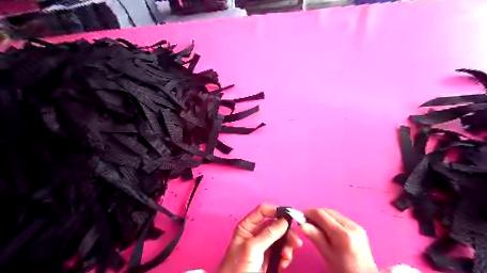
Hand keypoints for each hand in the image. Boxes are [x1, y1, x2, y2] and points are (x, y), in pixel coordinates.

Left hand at [218, 204, 302, 271]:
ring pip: (281, 238)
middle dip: (286, 232)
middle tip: (295, 241)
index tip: (289, 216)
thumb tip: (283, 220)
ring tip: (286, 257)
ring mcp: (263, 245)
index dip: (276, 211)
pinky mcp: (268, 257)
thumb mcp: (252, 248)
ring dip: (287, 246)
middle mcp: (255, 233)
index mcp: (247, 226)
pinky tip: (283, 263)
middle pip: (275, 224)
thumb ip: (268, 234)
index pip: (263, 211)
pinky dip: (285, 256)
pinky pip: (281, 250)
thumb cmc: (237, 268)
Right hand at [301, 209, 379, 272]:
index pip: (321, 214)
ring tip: (316, 226)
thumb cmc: (343, 270)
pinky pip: (340, 217)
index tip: (300, 218)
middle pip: (327, 211)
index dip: (308, 213)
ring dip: (322, 216)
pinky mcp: (358, 227)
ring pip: (333, 213)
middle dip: (315, 214)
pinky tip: (327, 229)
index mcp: (343, 234)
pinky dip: (330, 219)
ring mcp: (356, 225)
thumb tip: (301, 224)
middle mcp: (351, 226)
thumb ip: (315, 237)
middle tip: (306, 223)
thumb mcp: (327, 255)